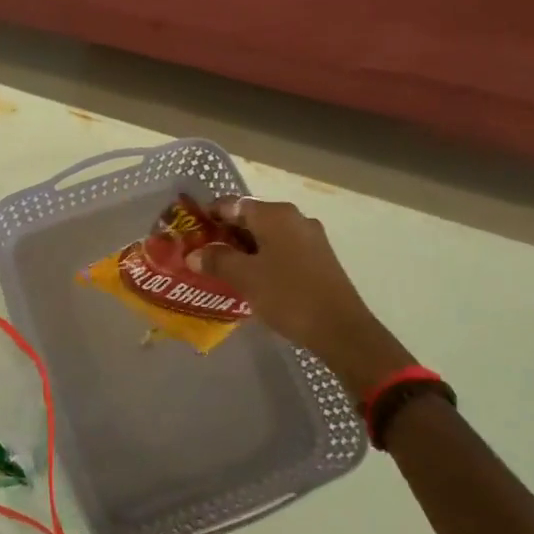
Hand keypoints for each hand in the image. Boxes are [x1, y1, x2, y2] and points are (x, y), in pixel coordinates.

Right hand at [188, 197, 413, 397]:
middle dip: (226, 234)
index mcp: (275, 214)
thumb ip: (216, 261)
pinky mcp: (320, 258)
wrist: (341, 329)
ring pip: (268, 235)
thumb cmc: (288, 295)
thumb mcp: (244, 278)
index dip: (210, 216)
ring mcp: (311, 238)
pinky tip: (254, 279)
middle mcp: (294, 218)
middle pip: (251, 218)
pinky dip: (264, 258)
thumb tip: (193, 254)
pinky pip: (283, 249)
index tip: (192, 233)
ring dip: (245, 248)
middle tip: (204, 254)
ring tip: (224, 269)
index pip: (233, 204)